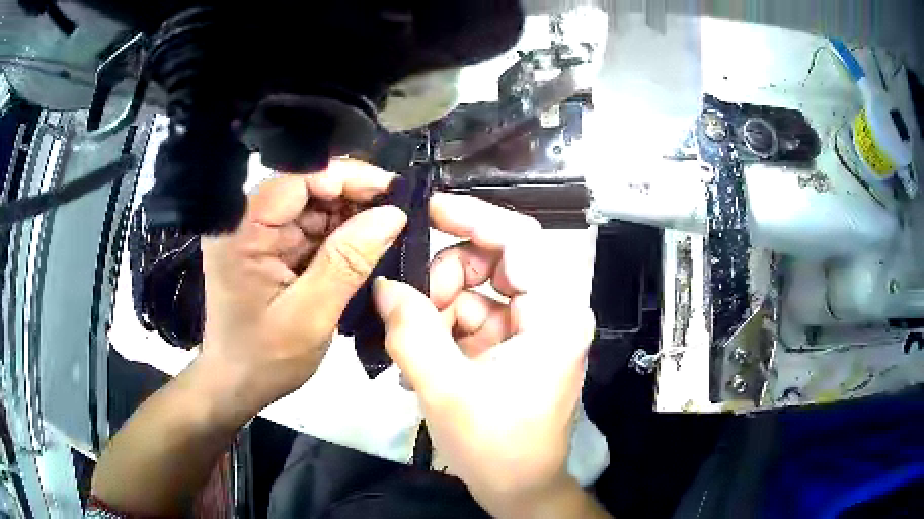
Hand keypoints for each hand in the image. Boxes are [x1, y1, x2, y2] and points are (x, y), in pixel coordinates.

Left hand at [200, 160, 406, 418]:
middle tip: (399, 213)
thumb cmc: (266, 358)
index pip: (299, 179)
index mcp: (242, 229)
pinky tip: (364, 246)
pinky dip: (339, 236)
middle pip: (307, 187)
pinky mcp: (267, 245)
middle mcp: (245, 220)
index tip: (393, 191)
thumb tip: (393, 213)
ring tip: (388, 231)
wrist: (238, 384)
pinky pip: (309, 227)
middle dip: (354, 198)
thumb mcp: (312, 315)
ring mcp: (255, 232)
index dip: (348, 177)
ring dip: (350, 218)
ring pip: (313, 205)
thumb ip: (348, 261)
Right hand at [374, 193, 595, 516]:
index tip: (427, 210)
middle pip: (493, 262)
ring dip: (437, 311)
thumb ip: (411, 331)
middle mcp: (551, 312)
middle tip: (408, 309)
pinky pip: (472, 318)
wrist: (519, 490)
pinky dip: (442, 331)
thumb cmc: (497, 448)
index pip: (520, 239)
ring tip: (413, 351)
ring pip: (476, 290)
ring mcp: (532, 329)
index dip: (473, 216)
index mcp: (555, 315)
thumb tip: (384, 284)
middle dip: (443, 279)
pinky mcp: (513, 346)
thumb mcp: (446, 390)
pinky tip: (422, 364)